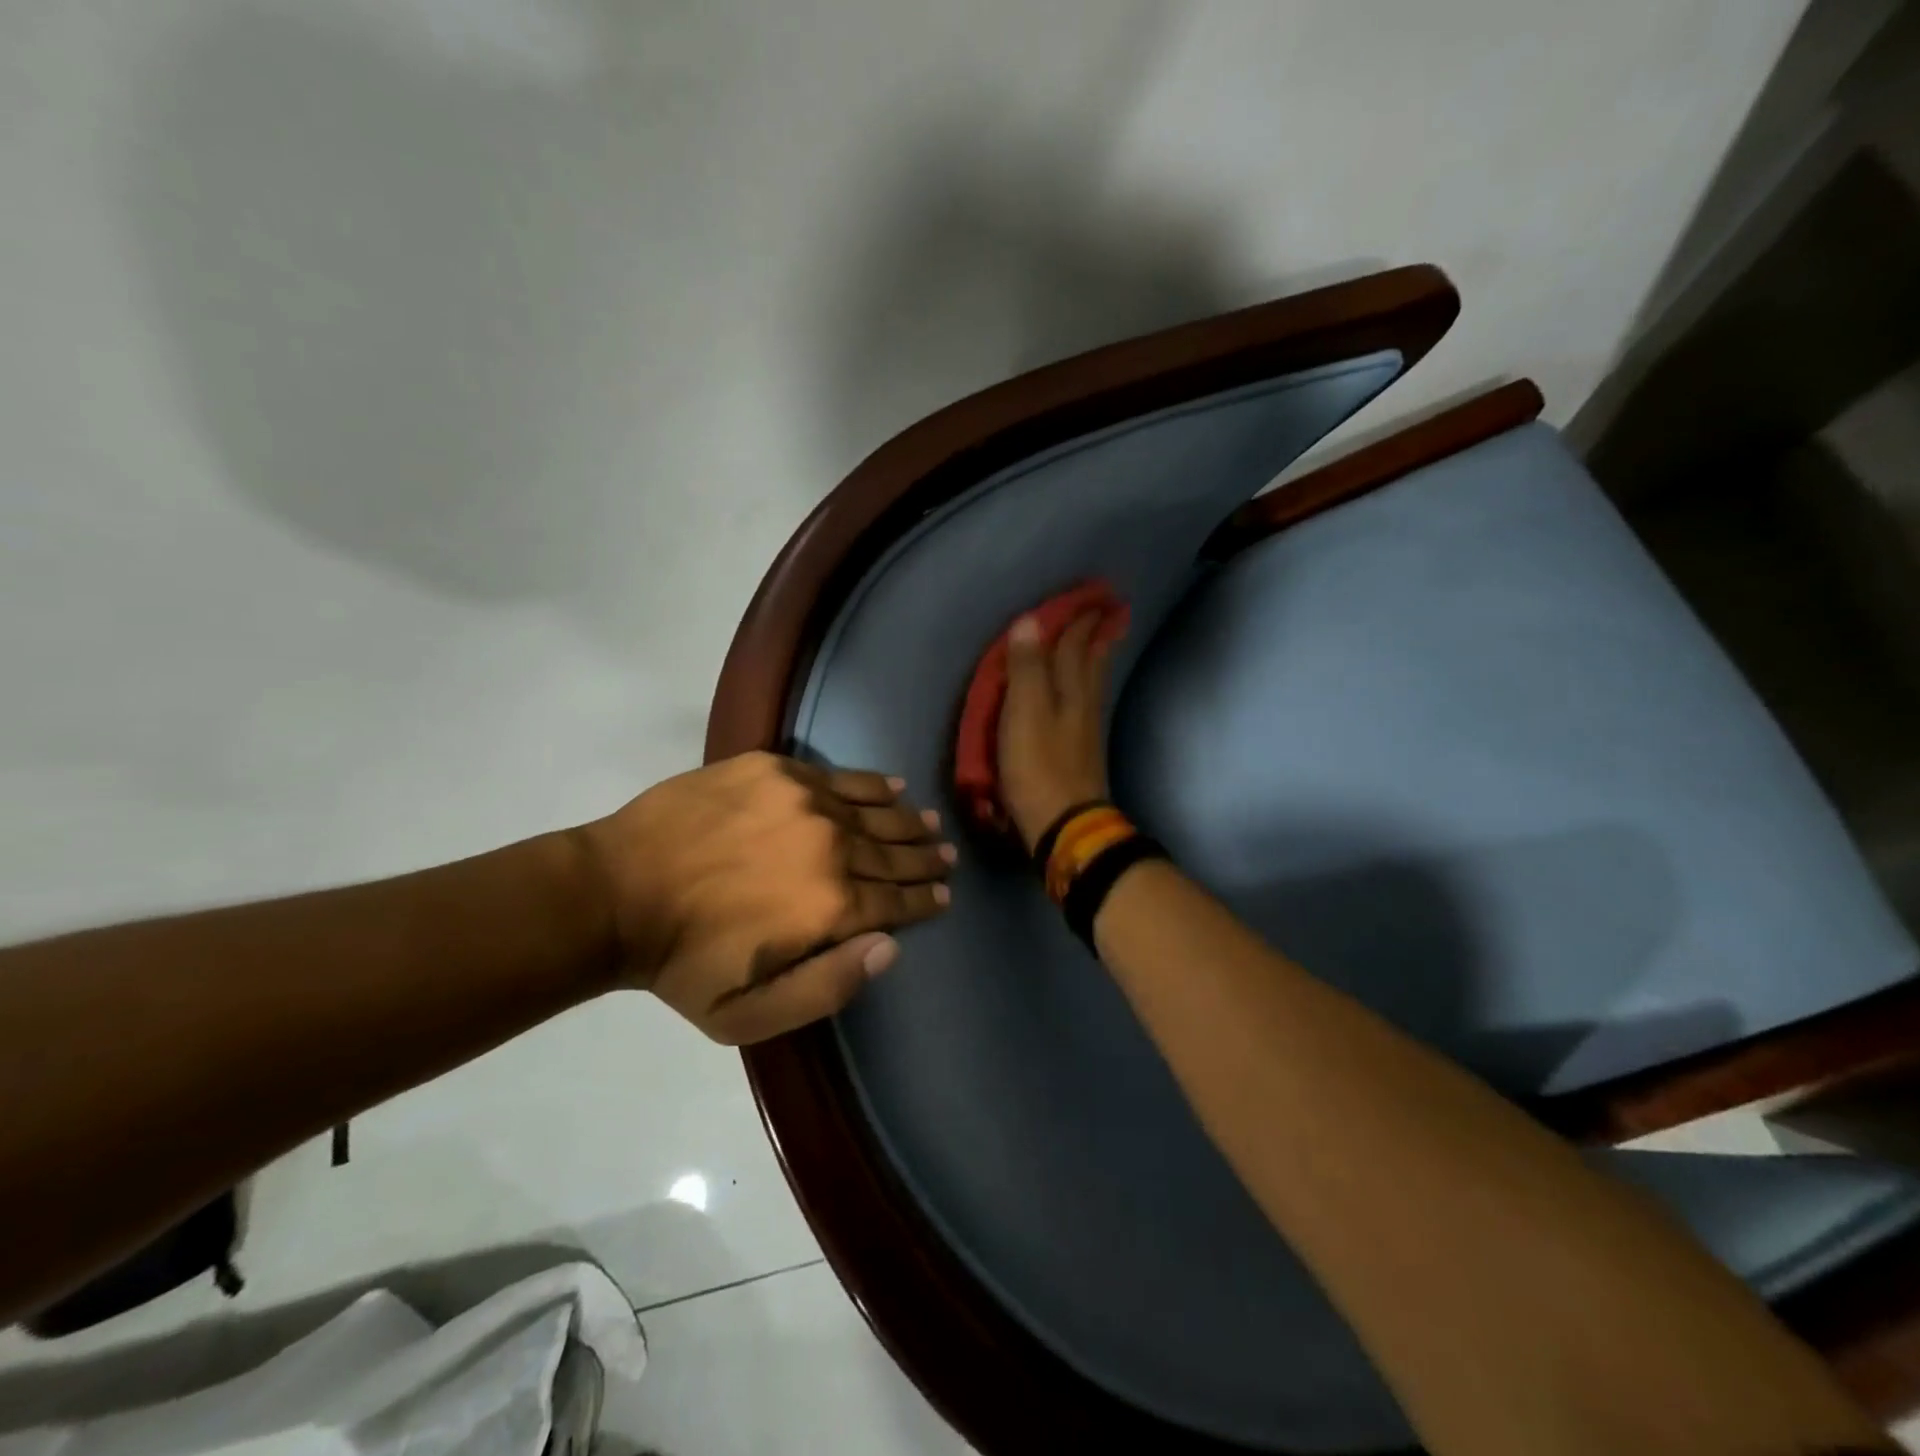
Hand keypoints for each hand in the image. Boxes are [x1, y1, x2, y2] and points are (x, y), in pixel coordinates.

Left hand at [578, 752, 953, 1042]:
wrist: (615, 892)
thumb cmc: (682, 964)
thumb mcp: (748, 1015)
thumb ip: (828, 986)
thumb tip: (890, 947)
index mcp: (831, 904)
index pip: (895, 900)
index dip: (924, 900)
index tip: (943, 896)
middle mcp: (830, 845)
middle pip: (892, 853)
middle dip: (924, 860)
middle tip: (946, 858)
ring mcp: (804, 801)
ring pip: (874, 811)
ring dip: (907, 821)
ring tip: (930, 824)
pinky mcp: (776, 771)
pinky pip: (840, 777)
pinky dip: (873, 784)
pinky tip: (894, 785)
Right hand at [998, 609, 1121, 852]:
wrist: (1064, 824)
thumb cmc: (1038, 766)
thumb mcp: (1024, 713)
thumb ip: (1026, 668)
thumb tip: (1029, 621)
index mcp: (1070, 691)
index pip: (1075, 645)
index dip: (1079, 620)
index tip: (1091, 595)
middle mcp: (1083, 704)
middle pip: (1091, 662)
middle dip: (1096, 635)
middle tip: (1107, 612)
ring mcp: (1085, 730)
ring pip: (1092, 683)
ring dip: (1095, 658)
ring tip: (1099, 642)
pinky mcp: (1081, 752)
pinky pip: (1086, 704)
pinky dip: (1087, 687)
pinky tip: (1083, 694)